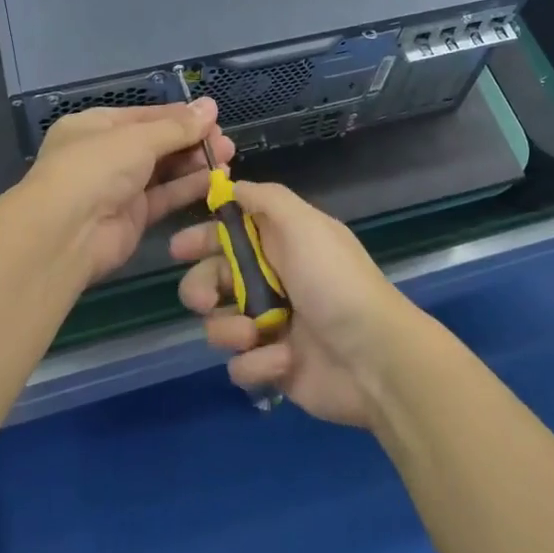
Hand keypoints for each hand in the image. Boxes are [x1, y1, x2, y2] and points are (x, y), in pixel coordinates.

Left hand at [20, 100, 235, 284]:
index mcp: (96, 126)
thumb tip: (211, 106)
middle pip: (156, 143)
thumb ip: (178, 127)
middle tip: (225, 142)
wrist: (67, 233)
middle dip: (191, 141)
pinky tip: (216, 180)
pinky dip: (188, 188)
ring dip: (194, 164)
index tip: (213, 117)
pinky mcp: (132, 217)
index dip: (179, 116)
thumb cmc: (96, 168)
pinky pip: (165, 197)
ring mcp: (118, 187)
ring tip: (227, 158)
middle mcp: (106, 154)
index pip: (145, 116)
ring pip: (163, 170)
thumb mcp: (138, 138)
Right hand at [173, 180, 427, 427]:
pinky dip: (256, 364)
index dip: (202, 238)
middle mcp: (271, 281)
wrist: (374, 357)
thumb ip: (265, 199)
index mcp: (280, 244)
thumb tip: (231, 186)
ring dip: (228, 329)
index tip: (179, 248)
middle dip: (200, 288)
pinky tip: (282, 361)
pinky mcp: (272, 366)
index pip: (230, 233)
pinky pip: (240, 365)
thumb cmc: (334, 282)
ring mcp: (270, 326)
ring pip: (218, 324)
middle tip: (204, 300)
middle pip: (213, 280)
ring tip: (253, 334)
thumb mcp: (303, 224)